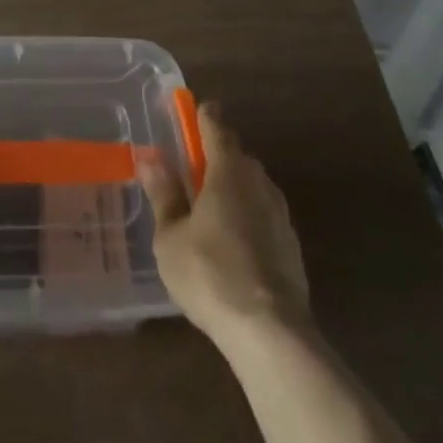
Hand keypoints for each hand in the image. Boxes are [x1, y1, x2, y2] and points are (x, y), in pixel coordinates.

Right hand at [139, 101, 311, 345]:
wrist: (270, 332)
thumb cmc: (210, 274)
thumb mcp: (171, 236)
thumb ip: (163, 194)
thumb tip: (150, 158)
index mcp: (228, 172)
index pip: (216, 128)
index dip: (204, 116)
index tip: (196, 109)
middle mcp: (258, 183)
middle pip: (238, 155)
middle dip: (218, 153)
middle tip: (195, 165)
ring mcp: (281, 215)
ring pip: (254, 185)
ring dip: (235, 185)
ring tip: (212, 204)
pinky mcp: (292, 245)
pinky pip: (265, 214)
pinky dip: (249, 214)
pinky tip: (234, 239)